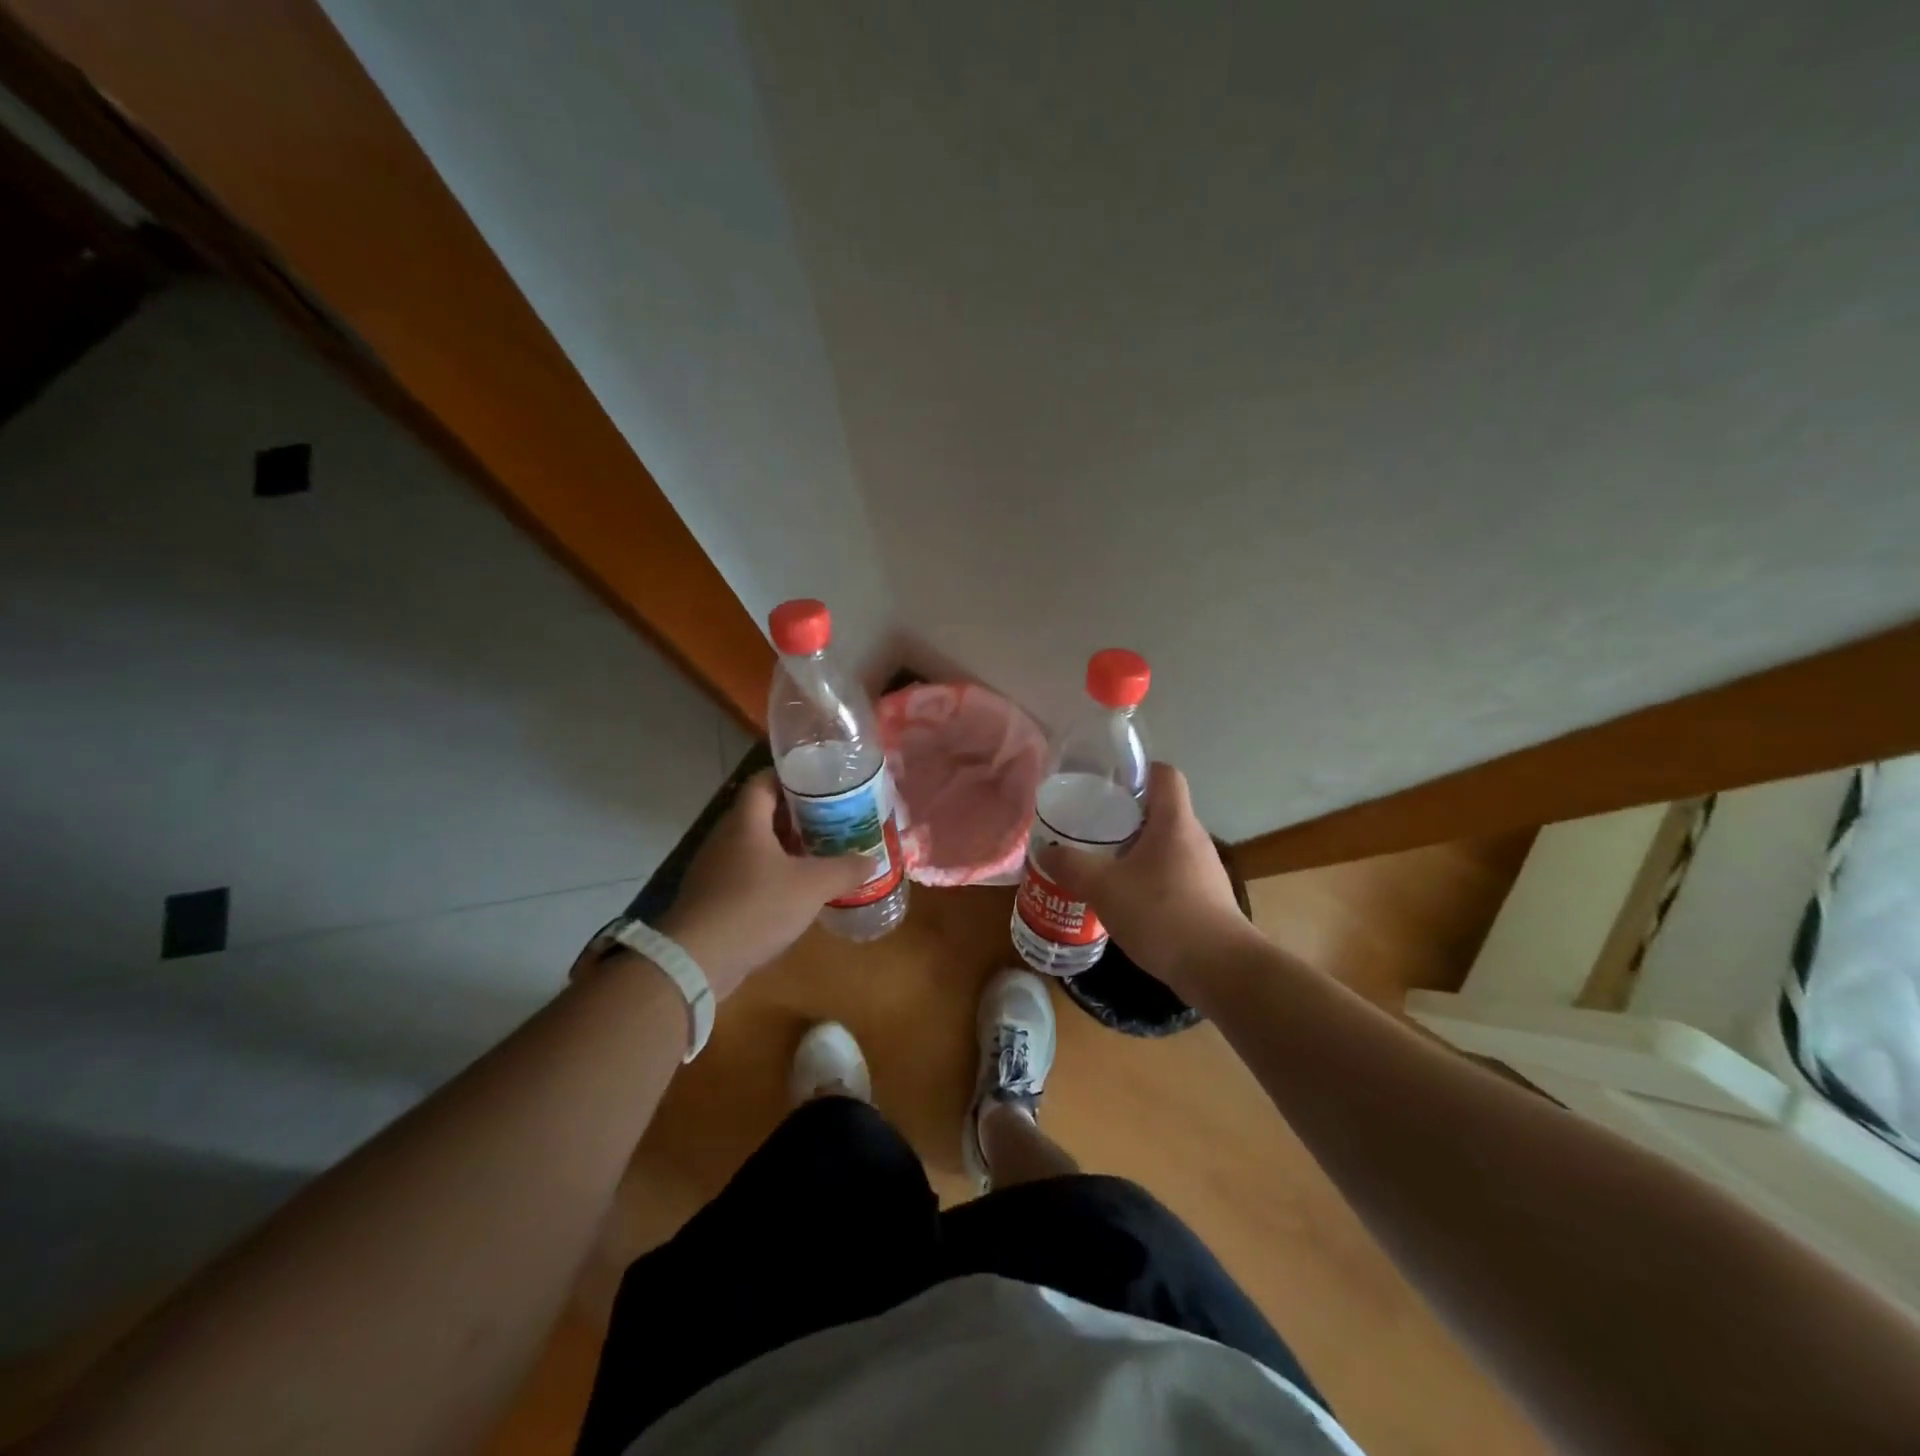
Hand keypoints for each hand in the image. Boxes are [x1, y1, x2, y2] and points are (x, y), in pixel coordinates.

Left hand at [652, 771, 871, 997]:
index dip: (792, 778)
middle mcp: (726, 838)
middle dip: (797, 816)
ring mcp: (715, 869)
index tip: (822, 784)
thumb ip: (844, 870)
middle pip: (762, 814)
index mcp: (745, 822)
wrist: (696, 961)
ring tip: (820, 854)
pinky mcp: (713, 897)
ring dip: (785, 848)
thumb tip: (871, 860)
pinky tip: (795, 891)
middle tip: (832, 820)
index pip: (764, 781)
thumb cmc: (755, 906)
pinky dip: (772, 875)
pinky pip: (747, 874)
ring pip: (755, 846)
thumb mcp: (811, 886)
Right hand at [1040, 762, 1254, 991]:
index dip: (1138, 770)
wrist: (1220, 970)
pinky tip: (1124, 901)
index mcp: (1174, 821)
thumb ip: (1072, 866)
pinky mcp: (1206, 899)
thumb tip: (1045, 852)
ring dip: (1135, 851)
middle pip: (1160, 810)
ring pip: (1164, 846)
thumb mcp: (1104, 888)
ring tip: (1101, 864)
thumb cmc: (1162, 914)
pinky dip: (1148, 880)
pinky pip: (1171, 875)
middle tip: (1090, 827)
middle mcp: (1193, 838)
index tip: (1107, 784)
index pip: (1164, 774)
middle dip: (1125, 816)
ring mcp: (1204, 870)